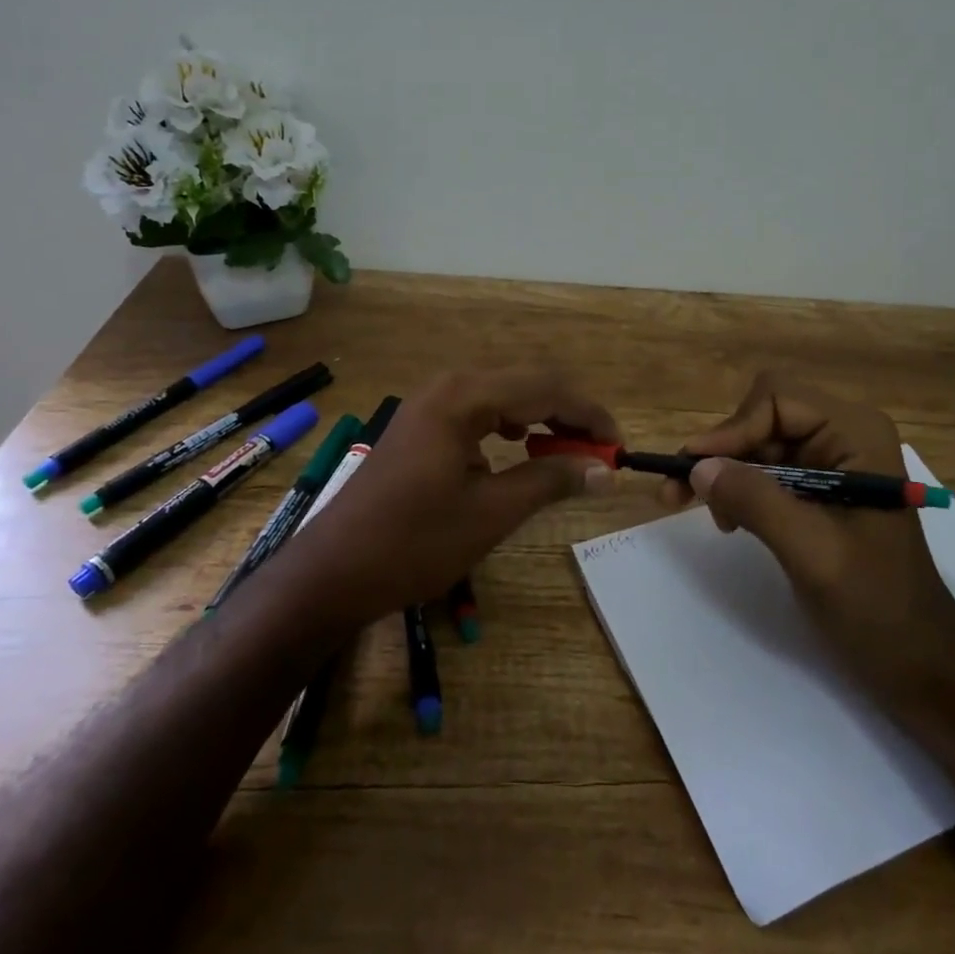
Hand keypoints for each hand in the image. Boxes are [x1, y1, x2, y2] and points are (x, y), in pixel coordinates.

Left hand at [281, 368, 617, 631]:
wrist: (335, 571)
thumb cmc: (415, 543)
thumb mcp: (492, 513)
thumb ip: (552, 481)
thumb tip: (604, 469)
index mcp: (465, 397)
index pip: (546, 388)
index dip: (589, 415)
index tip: (619, 446)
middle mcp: (448, 385)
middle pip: (527, 382)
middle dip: (568, 414)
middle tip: (599, 452)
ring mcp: (431, 402)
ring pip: (505, 394)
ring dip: (542, 417)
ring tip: (568, 452)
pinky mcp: (422, 423)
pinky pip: (480, 409)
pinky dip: (512, 424)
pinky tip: (520, 446)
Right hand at [663, 373, 954, 694]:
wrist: (918, 660)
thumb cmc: (875, 604)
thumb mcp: (811, 551)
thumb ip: (755, 501)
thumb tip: (697, 466)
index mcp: (856, 434)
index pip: (776, 400)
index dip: (730, 430)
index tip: (693, 470)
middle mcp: (844, 434)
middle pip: (763, 417)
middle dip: (721, 452)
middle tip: (677, 492)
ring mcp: (833, 461)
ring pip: (759, 443)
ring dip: (726, 472)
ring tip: (706, 513)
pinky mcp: (821, 488)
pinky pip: (767, 471)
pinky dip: (741, 489)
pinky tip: (730, 520)